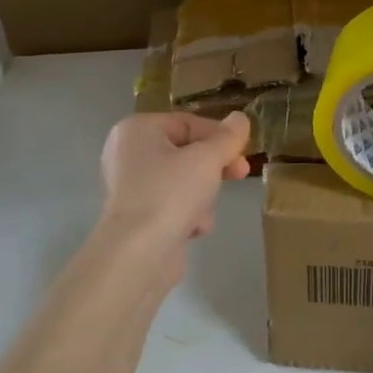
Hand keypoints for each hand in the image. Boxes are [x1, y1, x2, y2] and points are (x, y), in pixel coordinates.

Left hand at [98, 112, 251, 276]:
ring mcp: (131, 188)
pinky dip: (187, 215)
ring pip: (183, 181)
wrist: (138, 254)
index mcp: (137, 130)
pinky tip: (191, 229)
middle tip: (240, 174)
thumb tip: (240, 118)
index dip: (219, 135)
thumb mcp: (206, 160)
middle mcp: (128, 154)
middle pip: (186, 153)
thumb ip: (227, 138)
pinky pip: (173, 205)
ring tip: (202, 211)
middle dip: (213, 168)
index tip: (243, 150)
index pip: (187, 123)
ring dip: (202, 196)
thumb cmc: (169, 194)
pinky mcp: (139, 217)